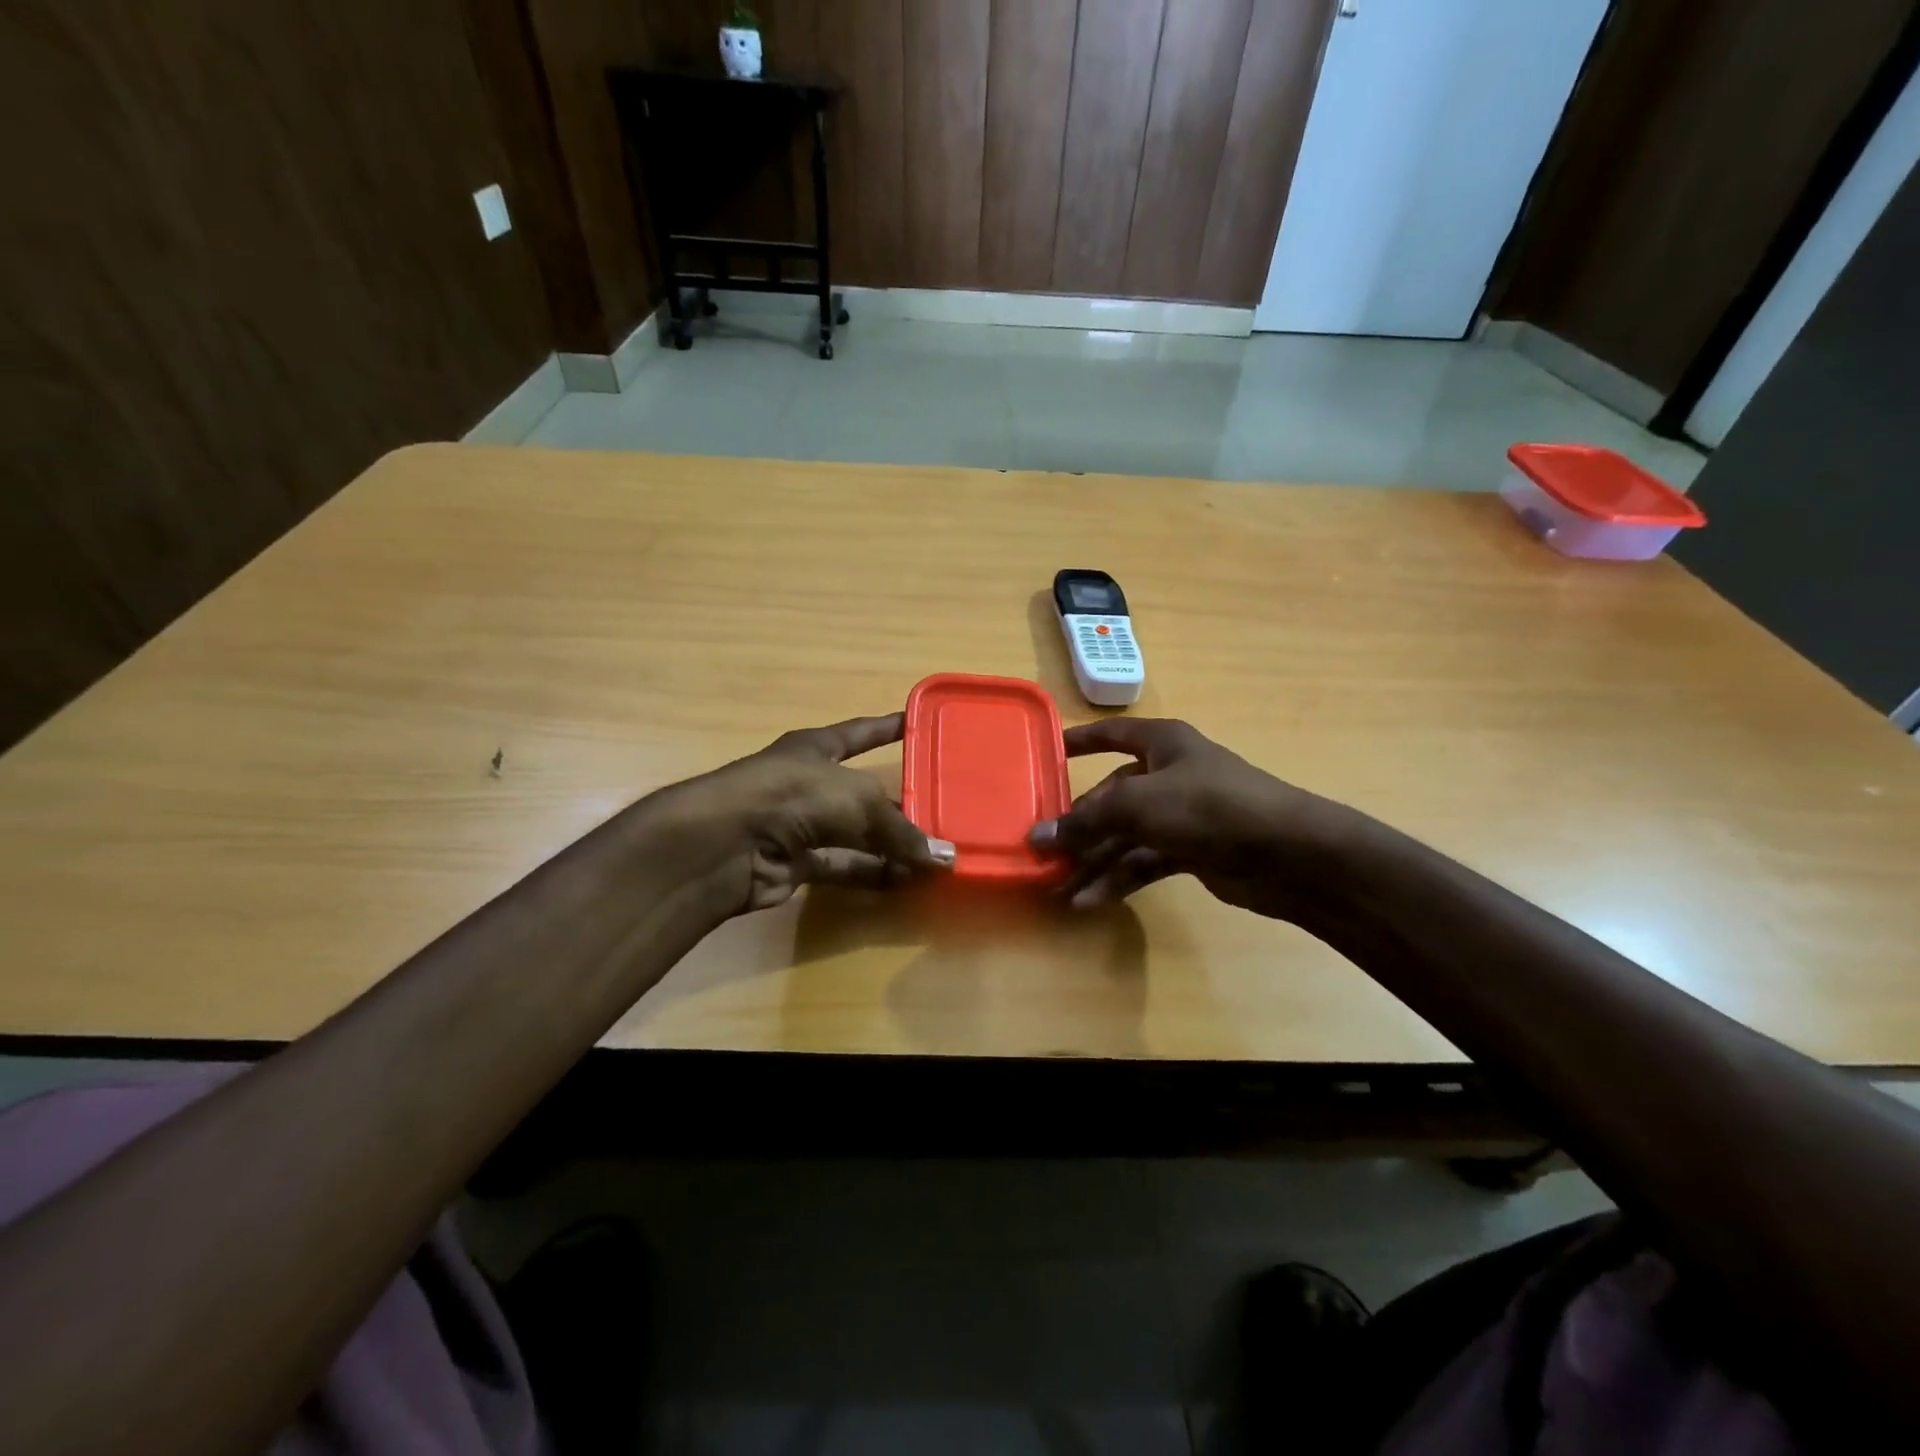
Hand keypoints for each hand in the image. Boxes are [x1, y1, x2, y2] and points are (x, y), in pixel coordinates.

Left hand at [641, 713, 954, 918]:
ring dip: (890, 847)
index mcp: (817, 748)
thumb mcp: (859, 801)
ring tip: (933, 858)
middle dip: (900, 804)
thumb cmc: (796, 796)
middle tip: (943, 811)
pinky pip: (842, 866)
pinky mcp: (794, 863)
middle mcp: (808, 782)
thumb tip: (945, 860)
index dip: (888, 727)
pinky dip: (870, 874)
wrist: (727, 843)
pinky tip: (904, 882)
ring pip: (855, 834)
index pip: (862, 732)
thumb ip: (902, 831)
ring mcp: (799, 824)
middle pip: (862, 791)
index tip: (917, 723)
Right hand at [1028, 718, 1360, 923]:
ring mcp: (1182, 815)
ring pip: (1124, 834)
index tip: (1048, 752)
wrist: (1289, 854)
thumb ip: (1086, 821)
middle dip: (1078, 825)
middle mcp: (1169, 774)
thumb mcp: (1139, 805)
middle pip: (1111, 796)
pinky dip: (1117, 878)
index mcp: (1162, 743)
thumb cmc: (1210, 806)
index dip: (1080, 741)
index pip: (1112, 734)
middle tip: (1042, 850)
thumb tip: (1036, 837)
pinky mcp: (1191, 851)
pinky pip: (1143, 860)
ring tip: (1057, 886)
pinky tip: (1089, 900)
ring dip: (1093, 860)